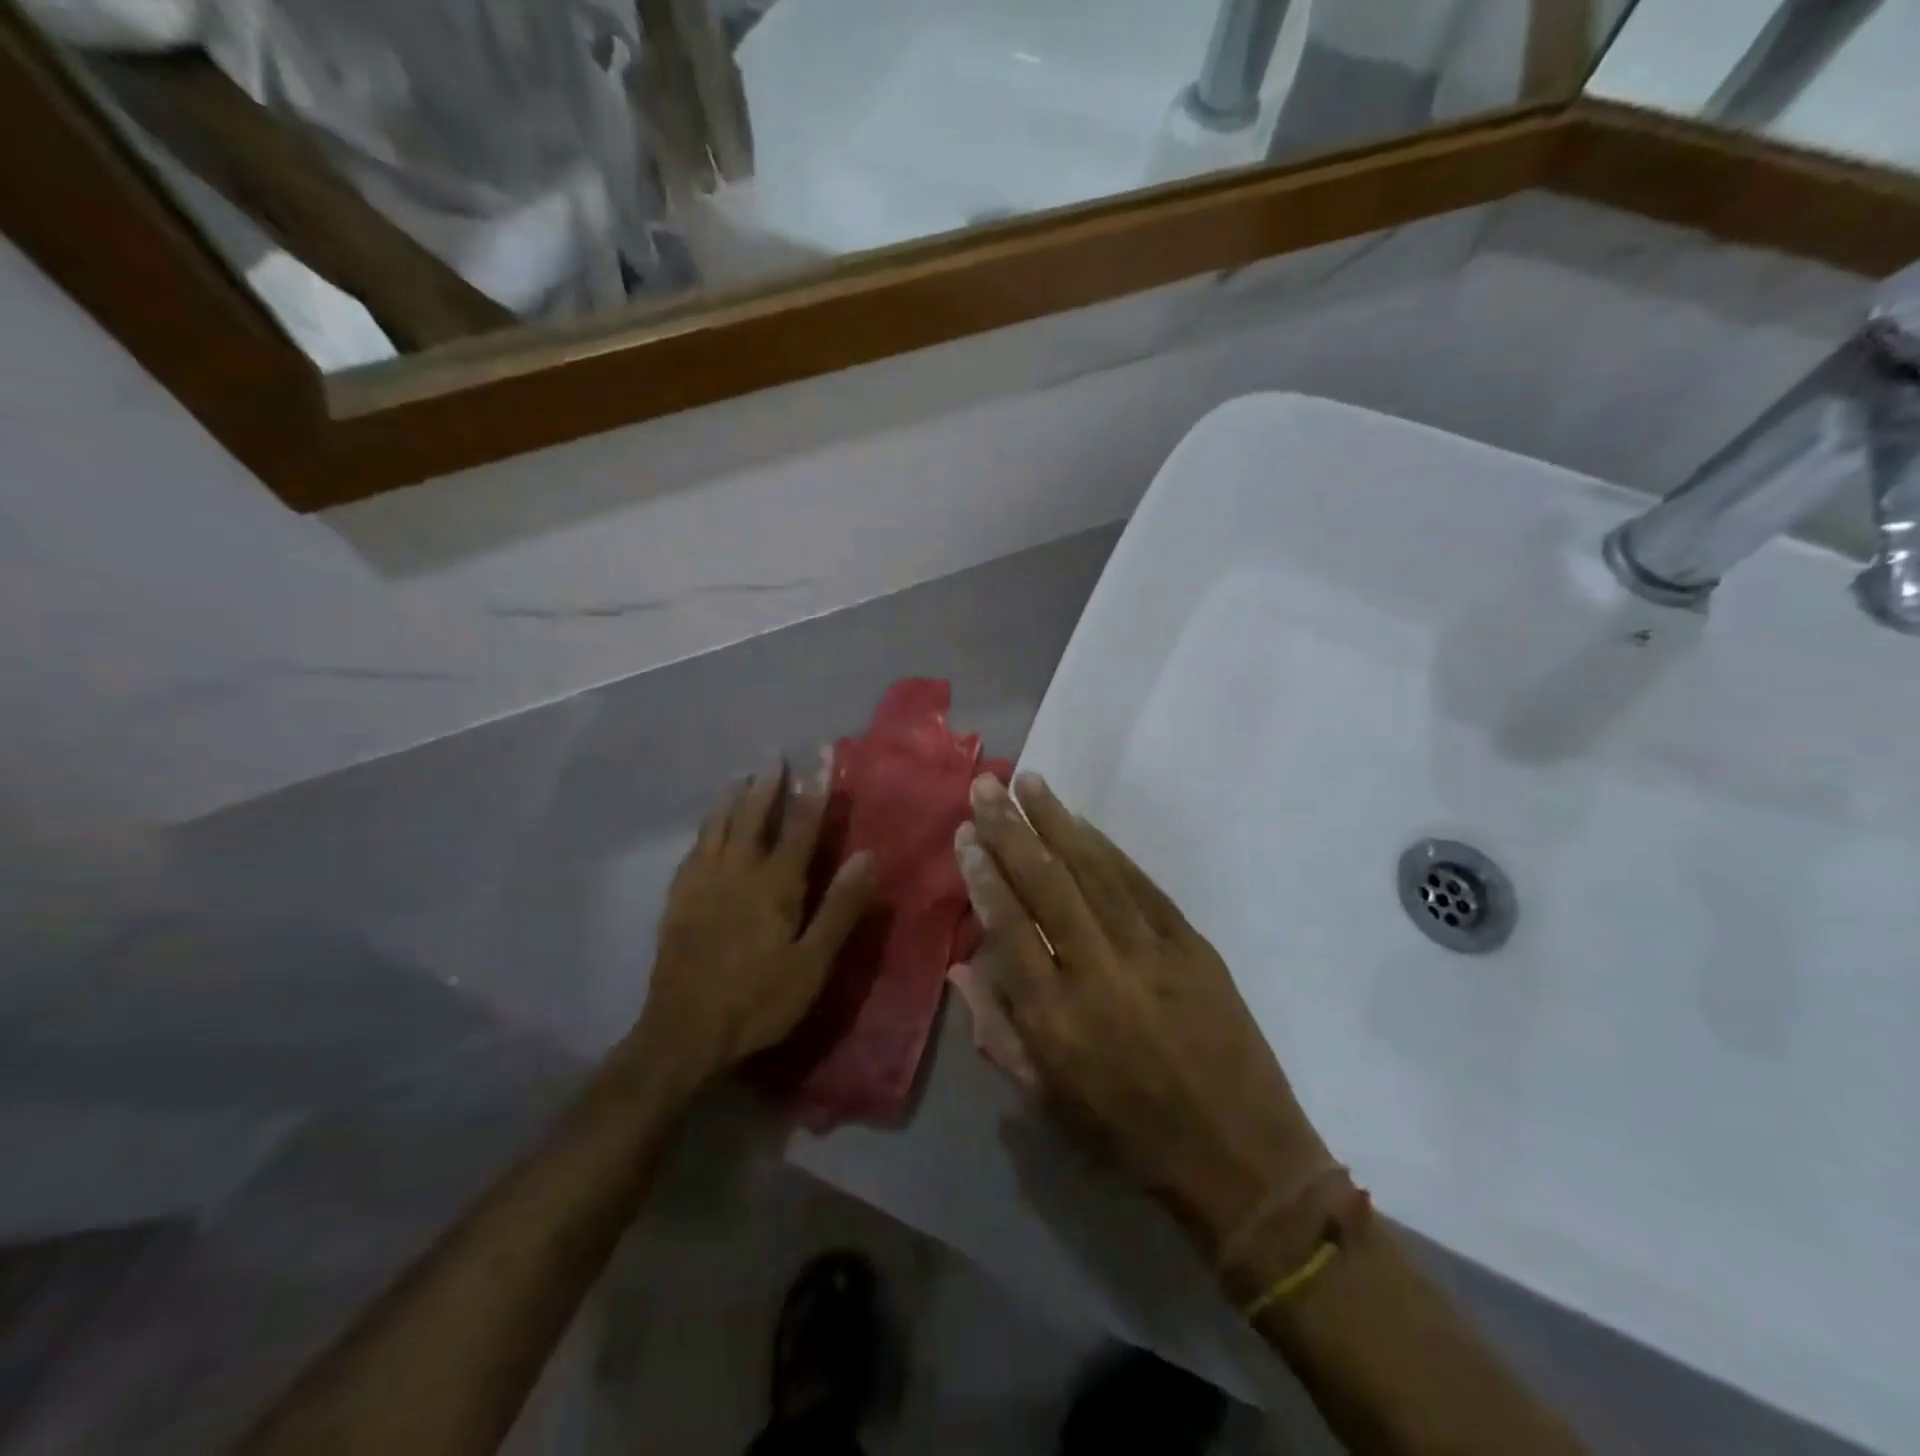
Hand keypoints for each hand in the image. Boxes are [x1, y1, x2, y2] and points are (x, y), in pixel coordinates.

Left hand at [634, 763, 874, 1086]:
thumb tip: (867, 855)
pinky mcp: (677, 902)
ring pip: (717, 829)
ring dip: (731, 800)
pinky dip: (704, 831)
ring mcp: (702, 885)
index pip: (800, 826)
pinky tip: (705, 830)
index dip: (813, 791)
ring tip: (740, 777)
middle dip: (766, 786)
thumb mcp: (813, 962)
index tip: (820, 757)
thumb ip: (841, 907)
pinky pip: (693, 852)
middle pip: (752, 818)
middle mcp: (737, 873)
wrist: (684, 1033)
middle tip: (772, 756)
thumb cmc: (760, 1000)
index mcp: (775, 885)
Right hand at [956, 772, 1338, 1274]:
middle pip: (1047, 886)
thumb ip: (998, 1030)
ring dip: (1057, 822)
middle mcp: (1099, 975)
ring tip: (1029, 783)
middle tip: (985, 787)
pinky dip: (1108, 849)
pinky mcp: (1192, 945)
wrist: (1241, 1158)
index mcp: (1057, 1021)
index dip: (984, 877)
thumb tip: (960, 965)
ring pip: (1094, 873)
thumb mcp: (1047, 1103)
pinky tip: (1082, 822)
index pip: (1009, 929)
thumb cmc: (1129, 1139)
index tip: (966, 836)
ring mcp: (1152, 954)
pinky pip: (1141, 886)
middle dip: (1010, 831)